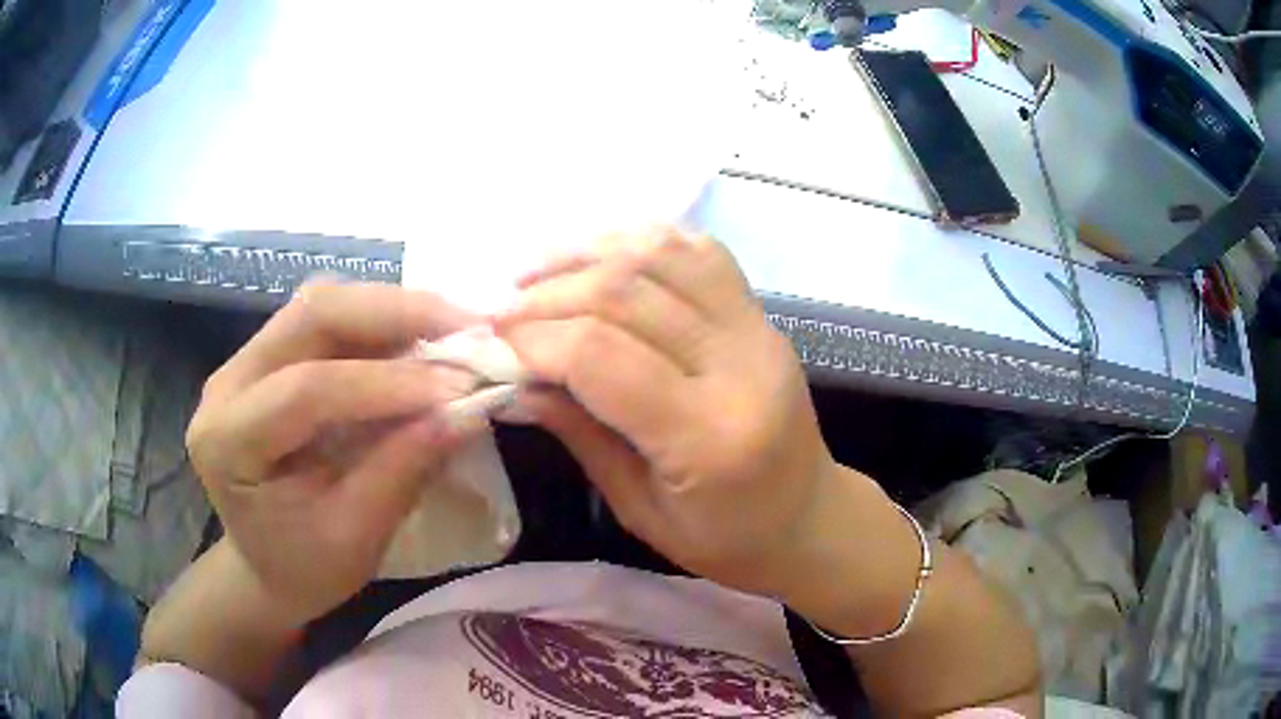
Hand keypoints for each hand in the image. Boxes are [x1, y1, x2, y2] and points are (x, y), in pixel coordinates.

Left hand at [186, 283, 481, 622]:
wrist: (264, 567)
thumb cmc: (305, 569)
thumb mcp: (355, 537)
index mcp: (228, 443)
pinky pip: (326, 320)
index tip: (460, 388)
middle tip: (466, 326)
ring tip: (451, 328)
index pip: (304, 389)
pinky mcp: (267, 357)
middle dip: (394, 313)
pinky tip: (418, 337)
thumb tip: (468, 411)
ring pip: (321, 304)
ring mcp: (244, 362)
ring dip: (390, 309)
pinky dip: (379, 322)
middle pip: (310, 316)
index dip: (384, 383)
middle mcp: (226, 385)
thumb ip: (403, 469)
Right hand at [495, 228, 835, 595]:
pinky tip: (600, 257)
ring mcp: (758, 329)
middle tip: (502, 312)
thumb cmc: (726, 539)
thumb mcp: (639, 509)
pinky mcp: (762, 315)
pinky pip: (699, 252)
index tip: (492, 341)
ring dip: (588, 254)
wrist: (810, 518)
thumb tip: (515, 380)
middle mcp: (739, 365)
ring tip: (536, 275)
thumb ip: (579, 434)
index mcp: (708, 436)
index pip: (602, 357)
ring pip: (662, 255)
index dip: (536, 339)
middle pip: (627, 293)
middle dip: (549, 295)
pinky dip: (641, 242)